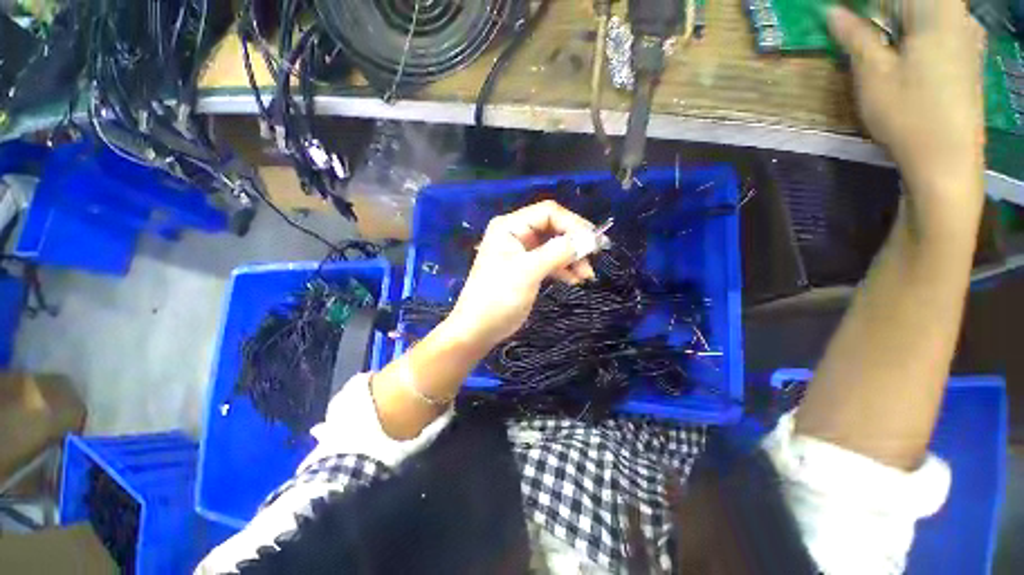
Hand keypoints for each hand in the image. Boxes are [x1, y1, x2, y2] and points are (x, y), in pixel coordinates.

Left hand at [445, 201, 596, 347]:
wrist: (479, 328)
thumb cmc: (498, 297)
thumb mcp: (528, 272)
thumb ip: (558, 252)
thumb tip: (589, 239)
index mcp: (510, 226)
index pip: (548, 213)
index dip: (573, 224)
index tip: (594, 242)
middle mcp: (516, 234)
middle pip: (553, 228)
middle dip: (574, 243)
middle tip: (593, 258)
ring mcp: (521, 252)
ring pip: (554, 246)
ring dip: (572, 258)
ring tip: (586, 275)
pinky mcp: (526, 268)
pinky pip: (550, 261)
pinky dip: (564, 268)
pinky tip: (575, 280)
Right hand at [827, 0, 985, 219]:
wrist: (947, 162)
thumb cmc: (909, 115)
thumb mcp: (874, 74)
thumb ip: (856, 37)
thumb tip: (833, 11)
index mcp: (938, 12)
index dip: (867, 3)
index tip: (844, 10)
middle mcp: (958, 18)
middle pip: (916, 3)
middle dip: (883, 10)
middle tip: (854, 22)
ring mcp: (967, 39)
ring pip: (928, 14)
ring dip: (899, 20)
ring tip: (875, 37)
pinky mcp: (967, 58)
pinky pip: (939, 29)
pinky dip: (915, 31)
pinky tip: (902, 48)